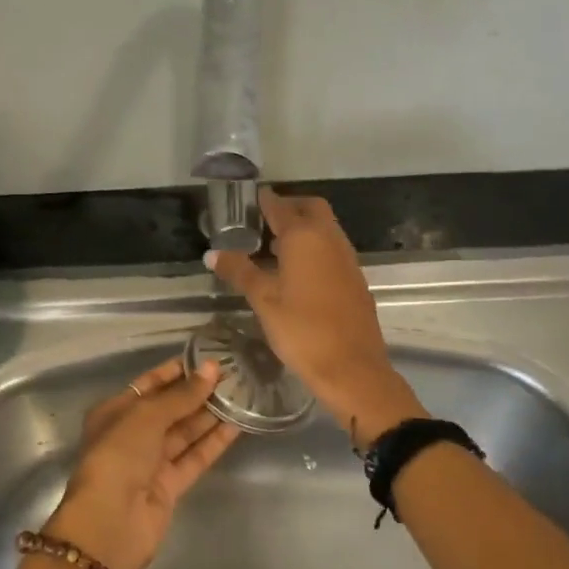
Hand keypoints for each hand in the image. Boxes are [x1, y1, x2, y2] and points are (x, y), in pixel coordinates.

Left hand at [44, 356, 240, 568]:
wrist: (111, 521)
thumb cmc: (119, 455)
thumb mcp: (147, 416)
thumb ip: (182, 395)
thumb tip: (211, 369)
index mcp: (115, 411)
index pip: (150, 384)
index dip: (177, 371)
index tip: (208, 358)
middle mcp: (132, 434)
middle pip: (170, 408)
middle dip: (198, 392)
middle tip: (233, 374)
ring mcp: (151, 462)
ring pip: (185, 432)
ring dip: (211, 415)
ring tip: (242, 394)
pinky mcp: (170, 485)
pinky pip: (195, 457)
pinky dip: (214, 442)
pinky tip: (238, 424)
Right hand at [206, 188, 424, 447]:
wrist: (352, 368)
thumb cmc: (301, 330)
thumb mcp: (263, 300)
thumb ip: (239, 271)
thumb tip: (213, 253)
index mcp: (304, 237)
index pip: (280, 205)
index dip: (263, 200)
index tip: (247, 201)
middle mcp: (329, 238)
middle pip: (310, 208)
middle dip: (288, 208)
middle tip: (263, 223)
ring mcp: (347, 258)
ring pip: (325, 228)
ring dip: (303, 228)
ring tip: (274, 248)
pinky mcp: (355, 278)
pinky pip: (333, 249)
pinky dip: (315, 248)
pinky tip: (297, 273)